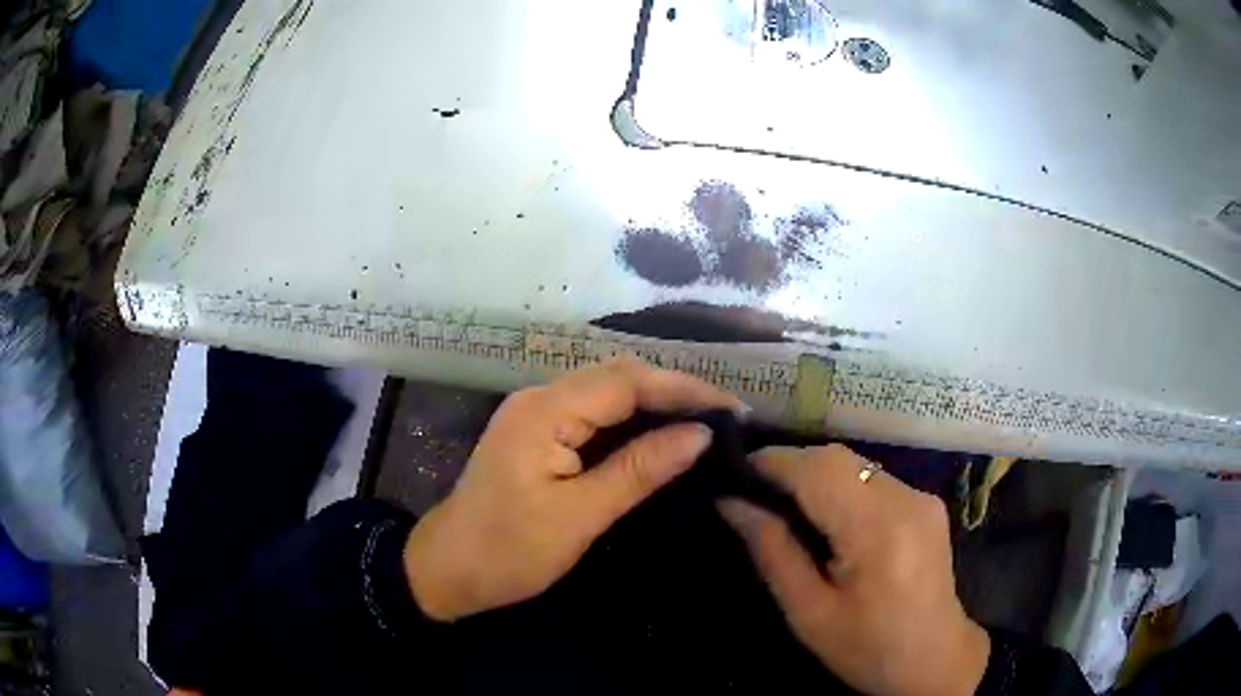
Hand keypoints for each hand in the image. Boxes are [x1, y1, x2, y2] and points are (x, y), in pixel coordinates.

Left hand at [404, 358, 741, 621]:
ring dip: (655, 403)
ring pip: (606, 392)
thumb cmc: (508, 551)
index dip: (683, 389)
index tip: (733, 409)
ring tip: (703, 422)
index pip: (628, 381)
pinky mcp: (537, 433)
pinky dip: (630, 421)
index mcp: (545, 410)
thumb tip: (700, 434)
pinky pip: (592, 413)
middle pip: (618, 376)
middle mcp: (539, 397)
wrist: (447, 570)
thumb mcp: (579, 516)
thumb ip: (639, 470)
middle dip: (673, 390)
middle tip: (724, 417)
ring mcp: (535, 413)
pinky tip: (659, 435)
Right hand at [718, 445, 989, 695]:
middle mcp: (906, 499)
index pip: (818, 470)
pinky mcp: (926, 502)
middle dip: (791, 466)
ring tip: (784, 506)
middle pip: (838, 458)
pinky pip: (873, 478)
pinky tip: (827, 517)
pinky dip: (841, 487)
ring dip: (815, 475)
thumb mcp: (809, 613)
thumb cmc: (867, 648)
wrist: (934, 659)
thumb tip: (731, 503)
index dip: (773, 462)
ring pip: (855, 464)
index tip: (734, 476)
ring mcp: (922, 497)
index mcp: (878, 531)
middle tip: (754, 495)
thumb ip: (772, 552)